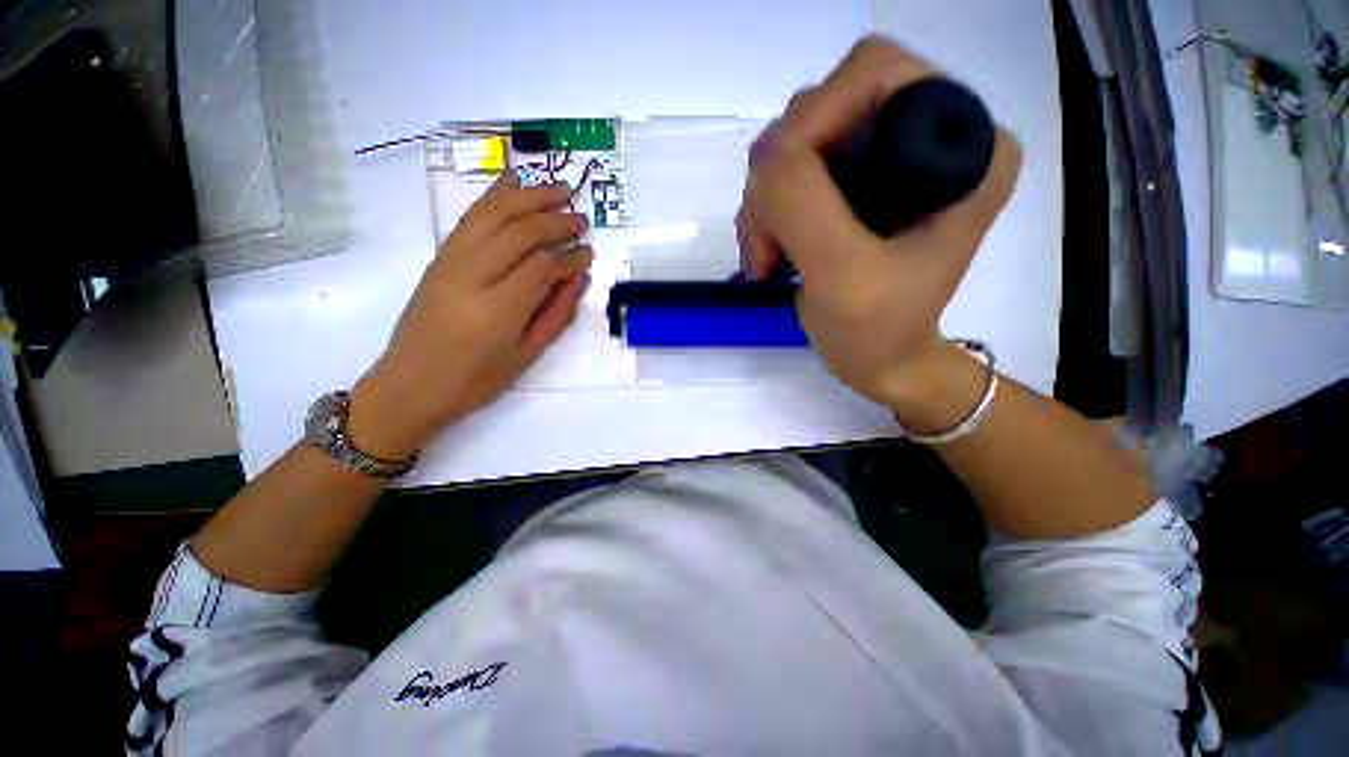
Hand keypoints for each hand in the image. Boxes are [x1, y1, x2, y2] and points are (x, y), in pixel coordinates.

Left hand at [349, 173, 593, 458]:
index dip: (570, 257)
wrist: (410, 385)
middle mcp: (470, 276)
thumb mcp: (526, 355)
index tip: (589, 254)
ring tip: (559, 188)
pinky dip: (495, 196)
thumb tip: (577, 278)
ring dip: (530, 197)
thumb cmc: (475, 381)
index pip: (542, 267)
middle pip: (519, 232)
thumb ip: (556, 314)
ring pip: (494, 214)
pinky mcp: (440, 256)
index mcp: (496, 310)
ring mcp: (450, 261)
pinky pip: (471, 218)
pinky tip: (513, 181)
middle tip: (582, 218)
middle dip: (556, 220)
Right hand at [736, 36, 1020, 410]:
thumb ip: (804, 204)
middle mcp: (930, 135)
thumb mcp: (843, 273)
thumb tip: (764, 154)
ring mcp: (888, 160)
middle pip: (824, 109)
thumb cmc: (878, 331)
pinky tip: (767, 253)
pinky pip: (791, 174)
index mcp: (966, 145)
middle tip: (766, 244)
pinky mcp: (856, 186)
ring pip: (796, 145)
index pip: (872, 76)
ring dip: (766, 203)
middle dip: (778, 178)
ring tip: (765, 258)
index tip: (780, 200)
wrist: (882, 362)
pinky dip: (767, 213)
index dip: (812, 124)